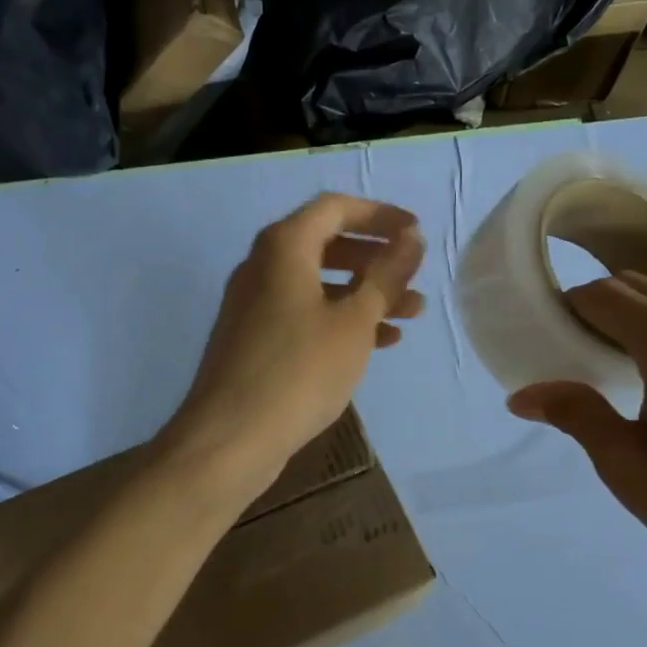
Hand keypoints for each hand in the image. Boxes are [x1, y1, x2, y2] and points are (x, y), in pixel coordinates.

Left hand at [156, 195, 424, 504]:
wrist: (231, 438)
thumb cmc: (300, 370)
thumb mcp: (354, 321)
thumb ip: (386, 275)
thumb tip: (411, 238)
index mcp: (283, 247)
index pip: (336, 208)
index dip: (380, 215)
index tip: (416, 232)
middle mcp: (263, 266)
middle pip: (327, 244)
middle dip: (376, 258)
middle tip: (413, 275)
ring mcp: (255, 304)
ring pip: (320, 283)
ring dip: (365, 293)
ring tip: (411, 313)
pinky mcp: (255, 338)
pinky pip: (305, 313)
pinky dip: (341, 319)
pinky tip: (379, 342)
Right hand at [508, 270, 646, 600]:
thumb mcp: (627, 468)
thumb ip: (577, 415)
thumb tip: (520, 396)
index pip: (605, 297)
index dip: (567, 309)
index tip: (544, 339)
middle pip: (635, 284)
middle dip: (594, 306)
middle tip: (570, 352)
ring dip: (630, 307)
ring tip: (609, 358)